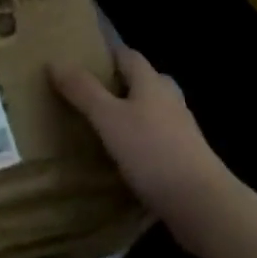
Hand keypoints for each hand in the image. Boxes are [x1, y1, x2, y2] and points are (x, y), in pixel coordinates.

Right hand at [50, 46, 235, 252]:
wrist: (200, 203)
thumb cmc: (152, 152)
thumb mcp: (109, 119)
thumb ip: (83, 91)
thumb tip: (55, 61)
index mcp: (152, 83)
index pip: (129, 56)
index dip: (107, 54)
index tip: (82, 59)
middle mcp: (169, 100)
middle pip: (143, 82)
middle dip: (118, 84)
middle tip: (87, 94)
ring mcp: (181, 130)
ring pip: (150, 111)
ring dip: (129, 114)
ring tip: (100, 126)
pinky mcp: (183, 158)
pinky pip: (155, 139)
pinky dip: (137, 141)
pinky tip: (121, 157)